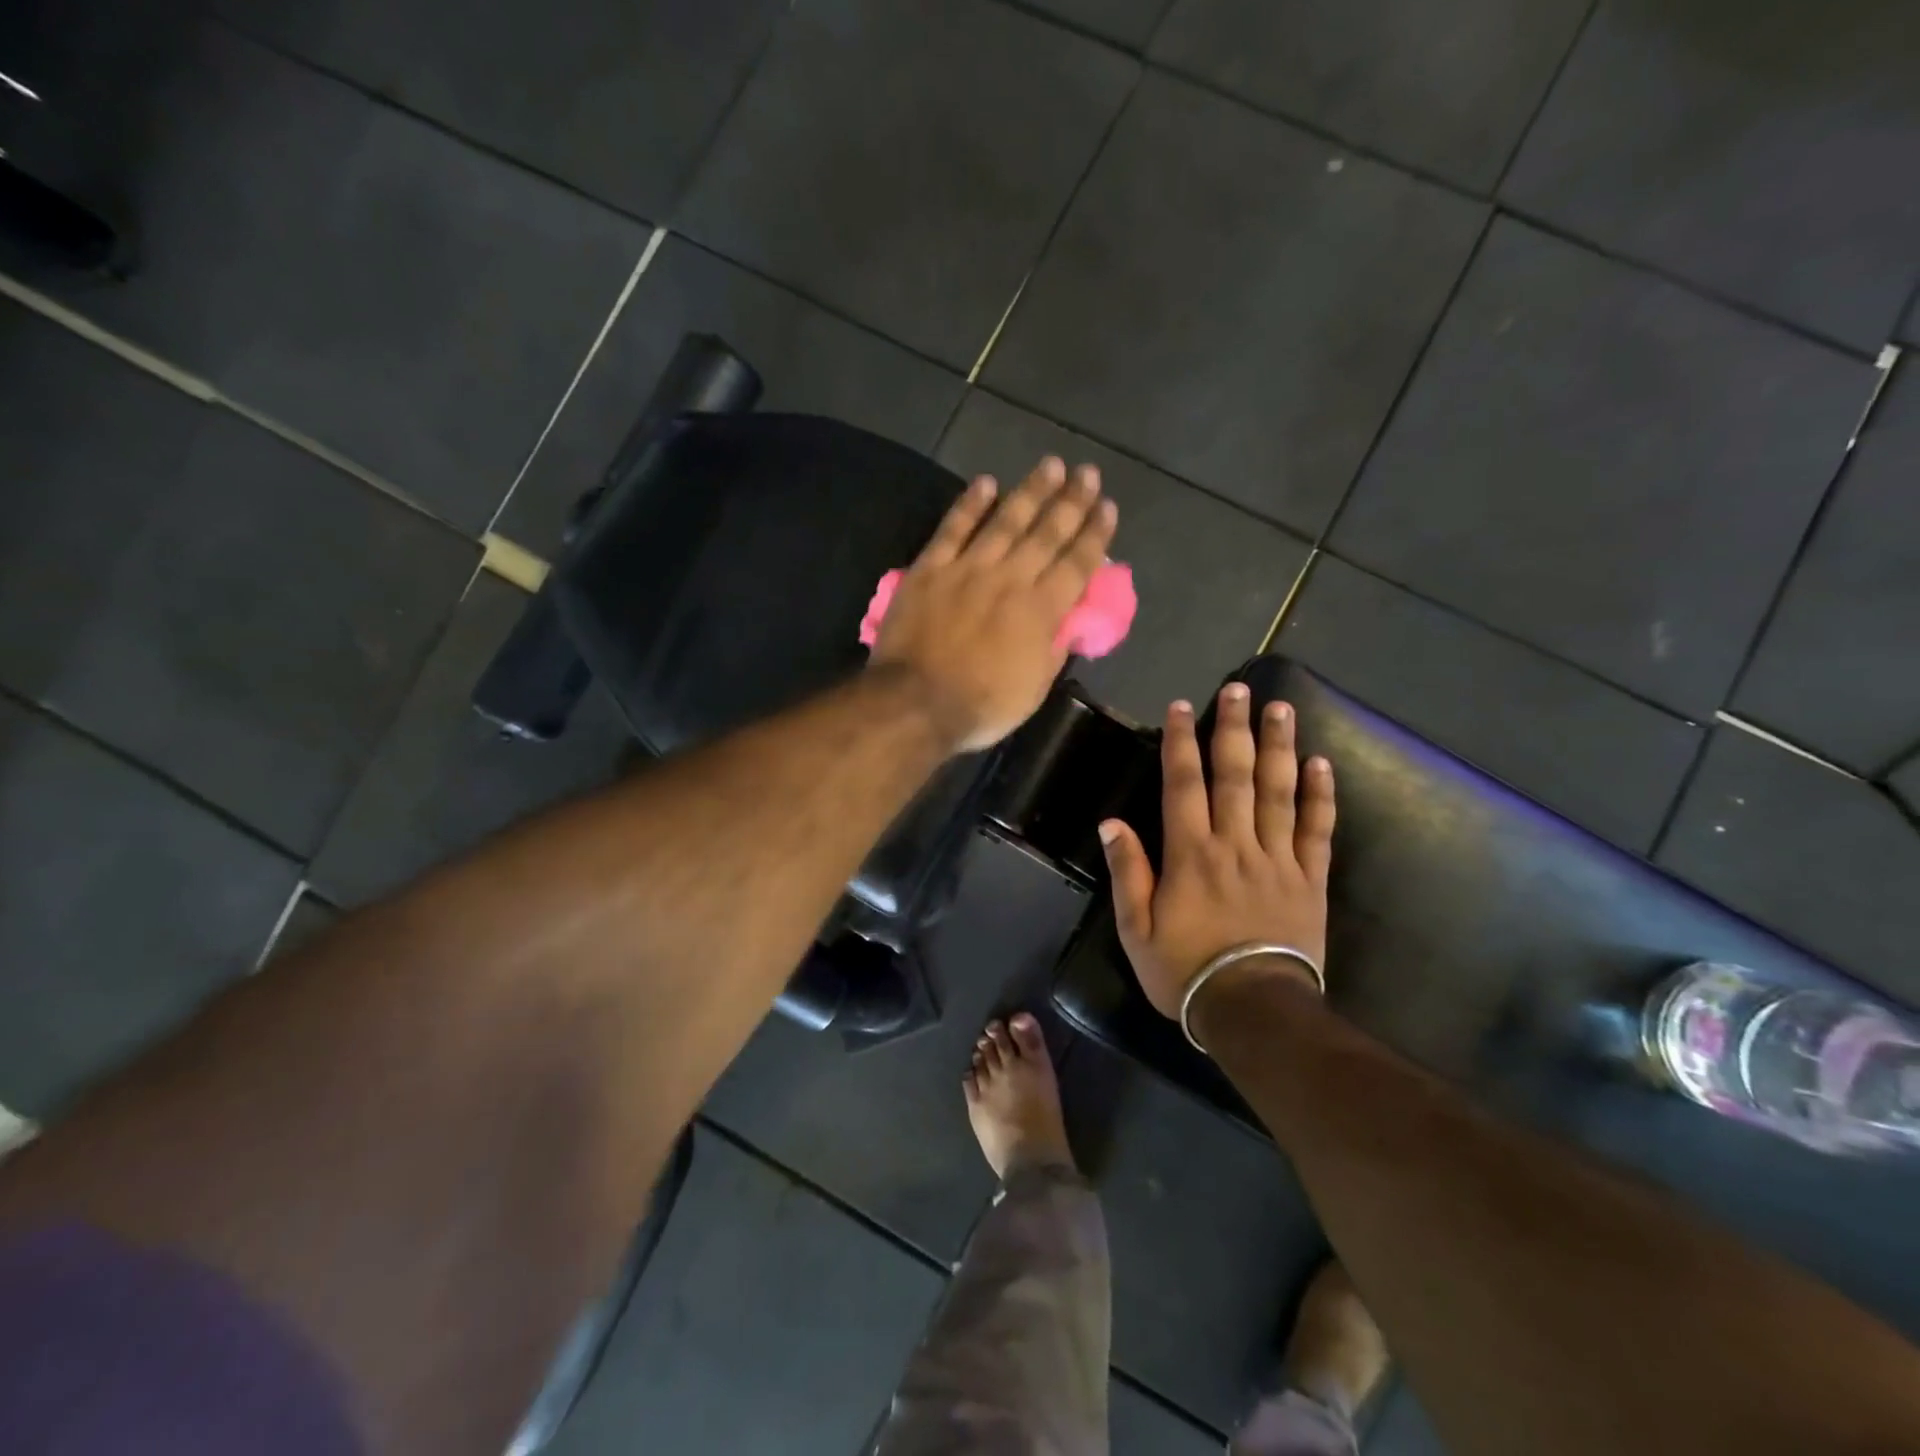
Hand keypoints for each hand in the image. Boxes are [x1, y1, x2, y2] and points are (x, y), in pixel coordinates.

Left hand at [871, 457, 1116, 751]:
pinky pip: (953, 529)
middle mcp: (1010, 579)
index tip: (1107, 507)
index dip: (1095, 534)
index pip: (1076, 564)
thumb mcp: (1034, 689)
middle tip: (1087, 472)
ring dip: (1030, 491)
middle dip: (1071, 501)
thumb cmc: (981, 705)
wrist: (916, 702)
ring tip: (1050, 465)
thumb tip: (1068, 622)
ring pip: (1005, 521)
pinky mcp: (931, 569)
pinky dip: (970, 504)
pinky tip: (986, 482)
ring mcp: (968, 569)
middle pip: (1046, 533)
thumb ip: (1053, 650)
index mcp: (1040, 610)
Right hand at [1100, 686, 1335, 1022]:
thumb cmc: (1185, 970)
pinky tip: (1322, 764)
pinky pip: (1317, 830)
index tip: (1182, 708)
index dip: (1181, 743)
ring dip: (1279, 747)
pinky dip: (1320, 796)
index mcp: (1191, 854)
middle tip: (1240, 689)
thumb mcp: (1137, 928)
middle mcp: (1235, 844)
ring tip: (1281, 709)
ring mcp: (1278, 859)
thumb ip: (1127, 871)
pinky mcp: (1310, 879)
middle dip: (1234, 729)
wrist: (1253, 1011)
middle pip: (1236, 776)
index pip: (1184, 785)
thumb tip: (1111, 822)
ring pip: (1278, 792)